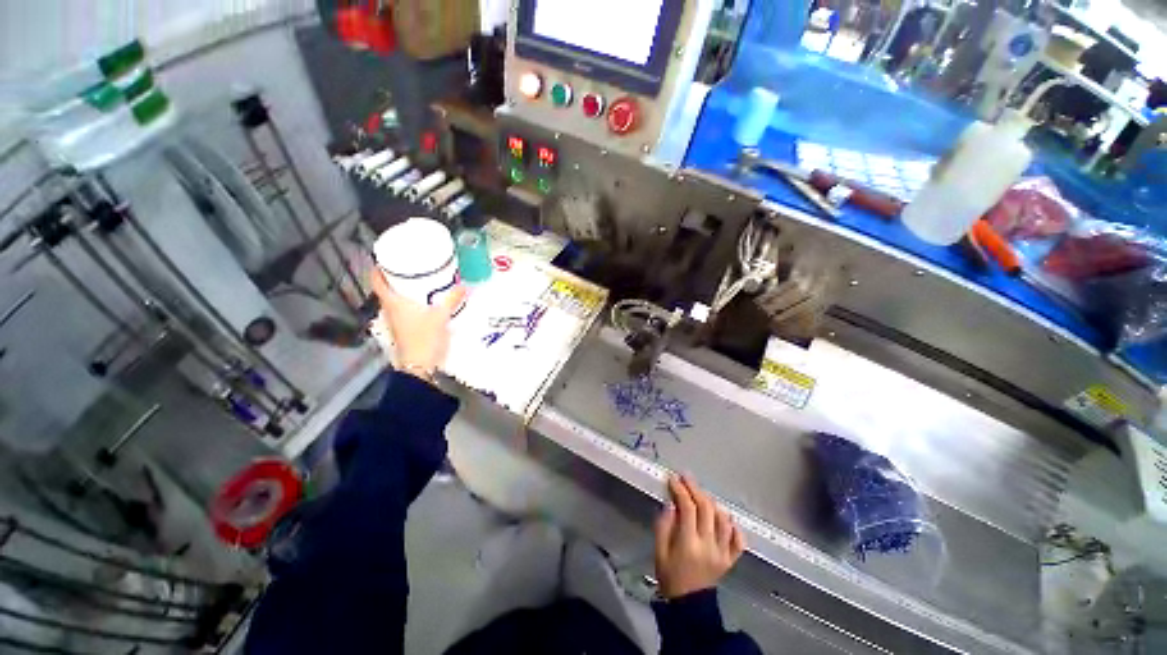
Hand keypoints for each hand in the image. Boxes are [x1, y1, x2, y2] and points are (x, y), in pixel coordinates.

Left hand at [370, 269, 466, 381]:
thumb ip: (451, 300)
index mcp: (393, 303)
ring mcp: (396, 322)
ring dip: (402, 291)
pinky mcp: (404, 331)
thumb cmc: (424, 337)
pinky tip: (424, 303)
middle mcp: (390, 311)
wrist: (420, 366)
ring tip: (418, 283)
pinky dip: (409, 303)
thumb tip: (463, 286)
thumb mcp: (441, 316)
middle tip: (409, 267)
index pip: (377, 281)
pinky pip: (403, 311)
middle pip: (386, 290)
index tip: (385, 258)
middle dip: (394, 278)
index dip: (378, 268)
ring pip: (394, 301)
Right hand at [654, 475, 745, 599]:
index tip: (673, 479)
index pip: (688, 508)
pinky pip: (738, 539)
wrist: (689, 605)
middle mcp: (709, 545)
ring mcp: (723, 553)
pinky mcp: (731, 559)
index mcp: (689, 544)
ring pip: (723, 519)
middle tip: (686, 477)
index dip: (680, 490)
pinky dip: (733, 525)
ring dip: (712, 502)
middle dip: (695, 489)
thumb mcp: (660, 551)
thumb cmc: (670, 576)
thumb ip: (664, 526)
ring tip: (701, 495)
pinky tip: (723, 517)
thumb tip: (671, 503)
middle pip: (706, 508)